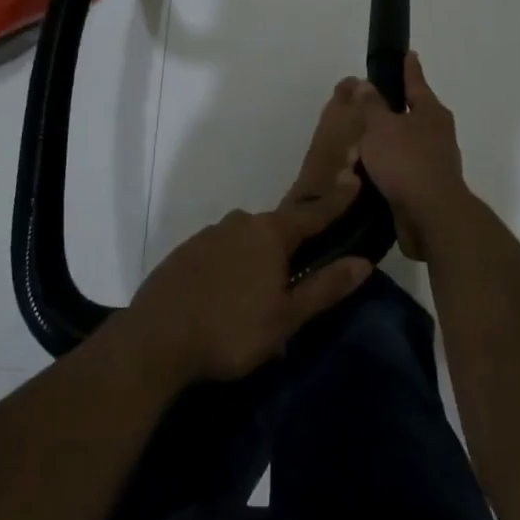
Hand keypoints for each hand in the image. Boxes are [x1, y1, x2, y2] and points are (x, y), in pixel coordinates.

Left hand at [126, 174, 374, 385]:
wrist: (155, 340)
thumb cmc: (231, 330)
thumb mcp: (286, 318)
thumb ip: (325, 287)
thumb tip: (364, 262)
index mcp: (270, 233)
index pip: (312, 213)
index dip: (336, 200)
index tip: (353, 179)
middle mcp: (241, 222)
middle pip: (277, 229)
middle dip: (290, 250)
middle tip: (295, 284)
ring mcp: (210, 234)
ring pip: (247, 241)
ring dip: (258, 263)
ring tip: (257, 304)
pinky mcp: (186, 251)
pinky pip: (222, 252)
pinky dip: (232, 268)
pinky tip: (226, 299)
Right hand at [354, 53, 471, 260]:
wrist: (431, 217)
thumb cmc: (406, 161)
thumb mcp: (380, 127)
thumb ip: (371, 104)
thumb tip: (366, 84)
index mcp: (431, 112)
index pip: (416, 82)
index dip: (409, 68)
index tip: (408, 53)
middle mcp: (438, 133)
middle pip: (411, 114)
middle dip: (390, 110)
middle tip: (367, 104)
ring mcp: (435, 161)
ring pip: (404, 144)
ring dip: (384, 144)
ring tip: (359, 144)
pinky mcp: (427, 187)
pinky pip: (401, 169)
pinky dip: (385, 168)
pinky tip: (367, 173)